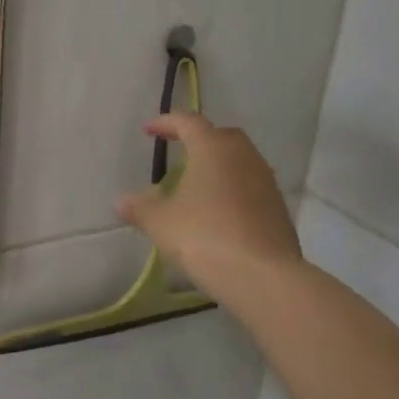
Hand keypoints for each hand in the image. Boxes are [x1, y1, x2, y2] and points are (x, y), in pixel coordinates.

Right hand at [115, 112, 300, 305]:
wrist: (262, 276)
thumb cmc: (204, 237)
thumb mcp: (160, 223)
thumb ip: (140, 208)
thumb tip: (121, 200)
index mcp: (213, 149)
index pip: (189, 122)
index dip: (167, 123)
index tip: (149, 130)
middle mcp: (243, 157)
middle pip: (221, 136)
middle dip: (199, 139)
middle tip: (179, 151)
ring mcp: (266, 182)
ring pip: (240, 161)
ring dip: (218, 165)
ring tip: (198, 184)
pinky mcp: (278, 208)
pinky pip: (251, 187)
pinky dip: (233, 189)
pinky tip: (219, 211)